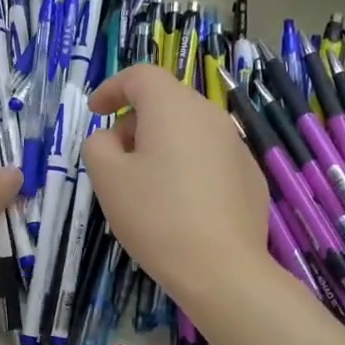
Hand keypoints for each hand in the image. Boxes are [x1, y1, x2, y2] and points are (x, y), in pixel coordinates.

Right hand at [82, 65, 269, 308]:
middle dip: (135, 119)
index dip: (112, 88)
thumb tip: (112, 138)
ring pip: (189, 129)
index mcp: (172, 107)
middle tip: (114, 155)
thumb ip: (98, 146)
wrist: (222, 268)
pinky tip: (179, 204)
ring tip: (144, 183)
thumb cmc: (156, 216)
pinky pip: (208, 156)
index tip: (95, 112)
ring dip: (161, 143)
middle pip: (166, 100)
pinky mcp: (249, 175)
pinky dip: (187, 164)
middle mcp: (209, 115)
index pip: (140, 76)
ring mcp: (236, 145)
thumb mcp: (107, 179)